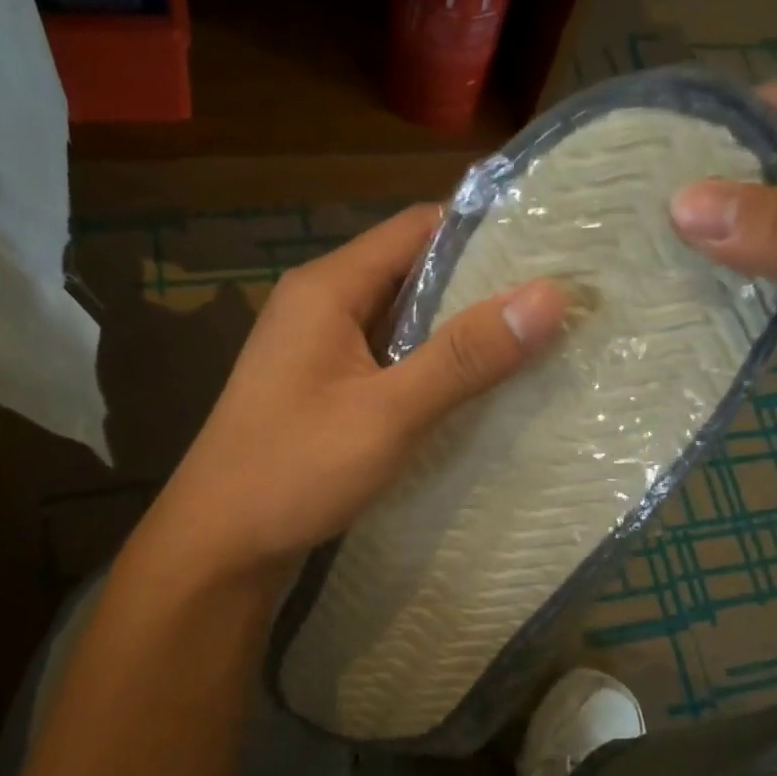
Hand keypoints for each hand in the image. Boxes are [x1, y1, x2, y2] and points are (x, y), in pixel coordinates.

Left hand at [150, 204, 568, 576]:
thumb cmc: (294, 471)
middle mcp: (321, 306)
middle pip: (412, 273)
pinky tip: (475, 392)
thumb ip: (464, 356)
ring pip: (403, 322)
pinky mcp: (323, 391)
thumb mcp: (388, 413)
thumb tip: (550, 294)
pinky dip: (430, 369)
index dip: (487, 234)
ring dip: (458, 333)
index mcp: (328, 287)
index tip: (553, 252)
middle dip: (482, 288)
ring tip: (534, 344)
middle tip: (557, 306)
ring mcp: (319, 351)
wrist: (218, 546)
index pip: (419, 229)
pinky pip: (388, 362)